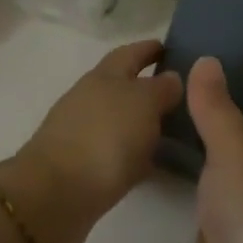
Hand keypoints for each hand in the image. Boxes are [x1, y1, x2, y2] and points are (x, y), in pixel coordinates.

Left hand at [0, 40, 183, 242]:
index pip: (130, 53)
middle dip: (149, 87)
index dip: (150, 49)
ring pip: (120, 118)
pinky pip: (116, 150)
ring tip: (176, 130)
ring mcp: (82, 132)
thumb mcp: (143, 103)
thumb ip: (161, 88)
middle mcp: (90, 98)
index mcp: (103, 76)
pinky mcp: (81, 165)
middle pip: (123, 85)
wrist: (57, 194)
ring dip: (143, 121)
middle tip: (185, 95)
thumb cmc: (105, 136)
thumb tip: (170, 77)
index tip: (172, 48)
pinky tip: (154, 162)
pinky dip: (134, 151)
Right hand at [187, 55, 242, 242]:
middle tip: (202, 65)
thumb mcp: (237, 153)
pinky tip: (175, 160)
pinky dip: (195, 168)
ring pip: (228, 156)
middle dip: (237, 97)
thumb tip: (207, 60)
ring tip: (180, 103)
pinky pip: (208, 187)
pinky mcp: (224, 232)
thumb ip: (217, 109)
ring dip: (212, 132)